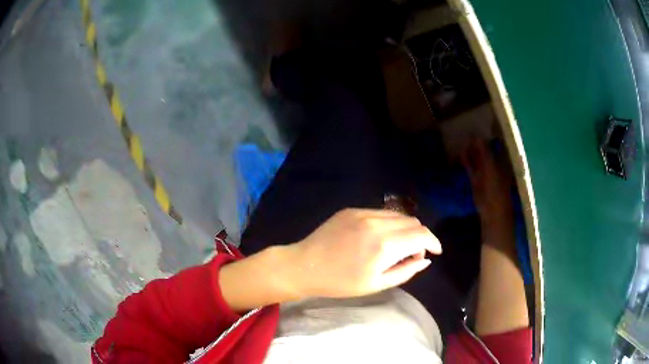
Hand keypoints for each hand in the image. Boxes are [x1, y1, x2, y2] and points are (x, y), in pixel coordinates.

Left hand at [290, 208, 441, 297]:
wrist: (304, 266)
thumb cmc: (340, 283)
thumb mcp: (376, 284)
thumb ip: (406, 271)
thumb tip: (425, 259)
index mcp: (384, 245)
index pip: (421, 235)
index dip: (433, 242)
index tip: (436, 252)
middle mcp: (377, 222)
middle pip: (413, 222)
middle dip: (420, 237)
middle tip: (413, 254)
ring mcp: (363, 213)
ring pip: (398, 215)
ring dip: (406, 229)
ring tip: (397, 247)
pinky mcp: (352, 210)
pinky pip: (381, 213)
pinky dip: (389, 224)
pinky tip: (380, 238)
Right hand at [461, 138, 511, 220]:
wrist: (492, 211)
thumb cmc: (496, 189)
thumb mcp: (490, 168)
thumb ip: (483, 152)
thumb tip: (476, 136)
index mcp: (499, 161)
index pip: (492, 145)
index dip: (485, 136)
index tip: (475, 125)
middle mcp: (492, 165)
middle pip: (483, 150)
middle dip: (475, 142)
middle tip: (465, 130)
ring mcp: (484, 173)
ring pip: (476, 158)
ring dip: (469, 151)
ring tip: (460, 139)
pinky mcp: (476, 180)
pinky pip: (470, 167)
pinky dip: (466, 161)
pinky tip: (460, 153)